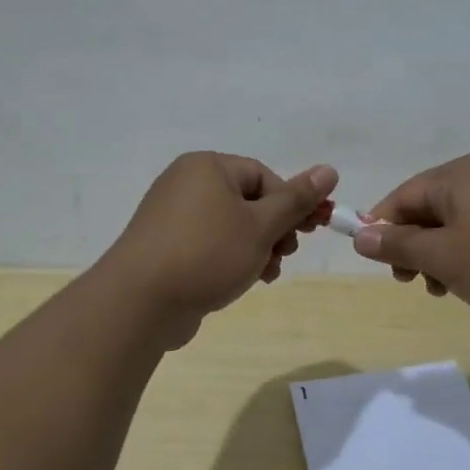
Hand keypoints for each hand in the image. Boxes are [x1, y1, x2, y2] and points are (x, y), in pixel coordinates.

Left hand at [101, 152, 337, 344]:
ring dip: (257, 248)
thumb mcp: (261, 225)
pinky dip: (231, 258)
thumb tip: (329, 170)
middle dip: (274, 230)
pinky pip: (209, 244)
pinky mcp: (165, 246)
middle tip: (285, 254)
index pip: (264, 175)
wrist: (140, 302)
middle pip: (248, 200)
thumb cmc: (207, 253)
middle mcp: (186, 183)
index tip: (305, 232)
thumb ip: (297, 200)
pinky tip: (243, 281)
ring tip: (265, 274)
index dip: (290, 204)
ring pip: (231, 226)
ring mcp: (172, 216)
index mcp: (207, 167)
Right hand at [351, 154, 469, 325]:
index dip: (383, 229)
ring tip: (444, 290)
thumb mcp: (443, 256)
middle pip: (429, 209)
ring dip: (440, 257)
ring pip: (456, 225)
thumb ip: (398, 245)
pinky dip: (469, 256)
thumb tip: (359, 234)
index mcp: (457, 176)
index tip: (379, 264)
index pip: (403, 196)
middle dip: (414, 247)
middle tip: (411, 282)